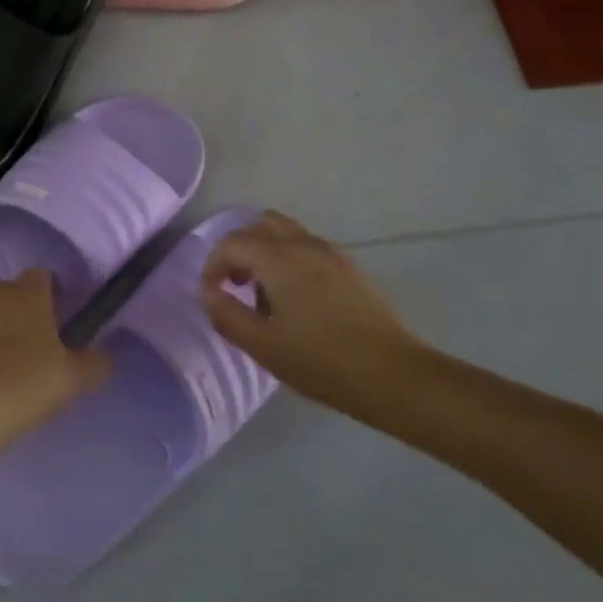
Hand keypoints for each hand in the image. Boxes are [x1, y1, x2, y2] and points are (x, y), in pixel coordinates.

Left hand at [0, 270, 111, 441]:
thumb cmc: (30, 380)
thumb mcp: (75, 376)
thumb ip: (96, 363)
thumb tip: (107, 357)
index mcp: (28, 293)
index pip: (42, 274)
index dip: (54, 289)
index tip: (65, 312)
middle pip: (13, 290)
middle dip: (25, 305)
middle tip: (43, 335)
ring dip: (3, 326)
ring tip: (19, 358)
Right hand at [199, 211, 427, 421]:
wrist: (394, 375)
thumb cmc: (322, 362)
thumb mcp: (264, 346)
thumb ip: (227, 315)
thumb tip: (208, 293)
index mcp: (279, 258)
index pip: (232, 243)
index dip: (213, 265)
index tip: (211, 295)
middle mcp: (303, 244)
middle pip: (258, 226)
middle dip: (238, 250)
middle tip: (234, 285)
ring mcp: (329, 252)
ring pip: (284, 232)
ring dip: (264, 251)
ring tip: (263, 292)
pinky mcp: (348, 267)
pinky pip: (306, 246)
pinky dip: (287, 258)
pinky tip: (295, 300)